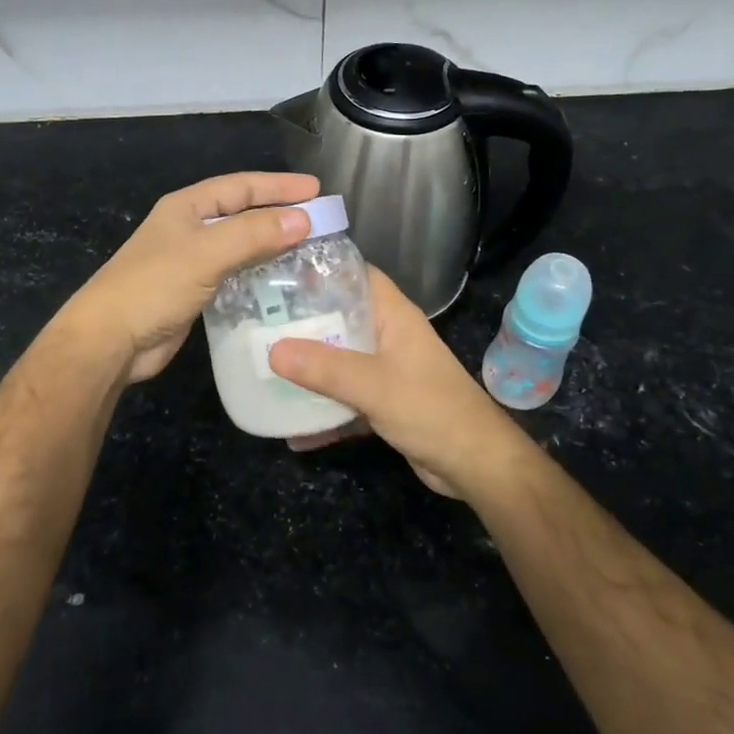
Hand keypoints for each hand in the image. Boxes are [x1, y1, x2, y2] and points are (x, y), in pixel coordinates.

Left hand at [64, 171, 319, 383]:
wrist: (111, 341)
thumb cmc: (154, 286)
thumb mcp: (206, 254)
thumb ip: (253, 235)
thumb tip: (303, 219)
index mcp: (187, 207)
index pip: (241, 186)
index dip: (278, 186)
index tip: (317, 190)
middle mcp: (190, 229)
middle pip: (243, 214)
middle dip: (280, 215)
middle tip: (321, 221)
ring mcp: (191, 262)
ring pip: (241, 246)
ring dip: (272, 246)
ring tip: (310, 252)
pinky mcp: (195, 293)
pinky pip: (235, 275)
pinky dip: (259, 274)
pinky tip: (282, 283)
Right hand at [269, 268, 528, 500]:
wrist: (475, 464)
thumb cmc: (431, 409)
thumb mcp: (374, 385)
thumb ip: (324, 368)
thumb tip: (272, 350)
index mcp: (393, 316)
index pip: (356, 275)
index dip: (321, 269)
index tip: (278, 273)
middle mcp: (389, 337)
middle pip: (341, 318)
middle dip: (303, 322)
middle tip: (258, 323)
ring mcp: (387, 371)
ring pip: (340, 360)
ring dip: (309, 368)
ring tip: (264, 366)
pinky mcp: (385, 403)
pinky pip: (345, 399)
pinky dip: (323, 411)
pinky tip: (291, 429)